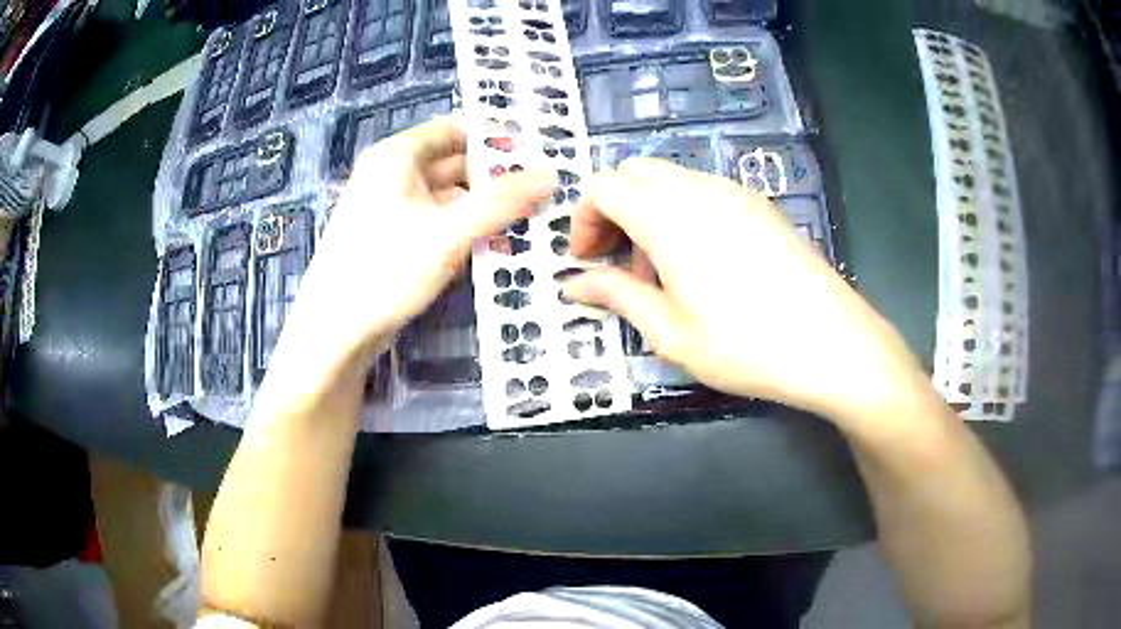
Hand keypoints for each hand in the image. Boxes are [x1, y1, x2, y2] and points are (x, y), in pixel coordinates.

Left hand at [284, 117, 553, 368]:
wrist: (334, 334)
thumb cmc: (384, 272)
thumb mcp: (447, 233)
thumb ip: (499, 202)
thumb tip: (549, 174)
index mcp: (397, 157)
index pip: (455, 130)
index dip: (495, 140)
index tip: (537, 158)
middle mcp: (393, 175)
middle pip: (455, 165)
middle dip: (496, 181)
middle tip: (543, 196)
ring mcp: (392, 209)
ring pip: (449, 198)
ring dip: (485, 211)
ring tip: (530, 224)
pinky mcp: (395, 240)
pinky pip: (438, 224)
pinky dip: (465, 232)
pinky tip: (495, 248)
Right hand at [563, 158, 928, 427]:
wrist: (832, 342)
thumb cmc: (746, 345)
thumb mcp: (670, 333)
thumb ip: (617, 297)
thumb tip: (575, 284)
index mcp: (668, 215)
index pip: (603, 186)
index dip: (583, 220)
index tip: (587, 262)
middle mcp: (699, 189)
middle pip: (634, 172)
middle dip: (613, 210)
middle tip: (618, 263)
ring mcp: (736, 192)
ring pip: (670, 179)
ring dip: (648, 212)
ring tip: (662, 272)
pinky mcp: (761, 205)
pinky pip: (704, 191)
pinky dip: (683, 213)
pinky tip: (701, 264)